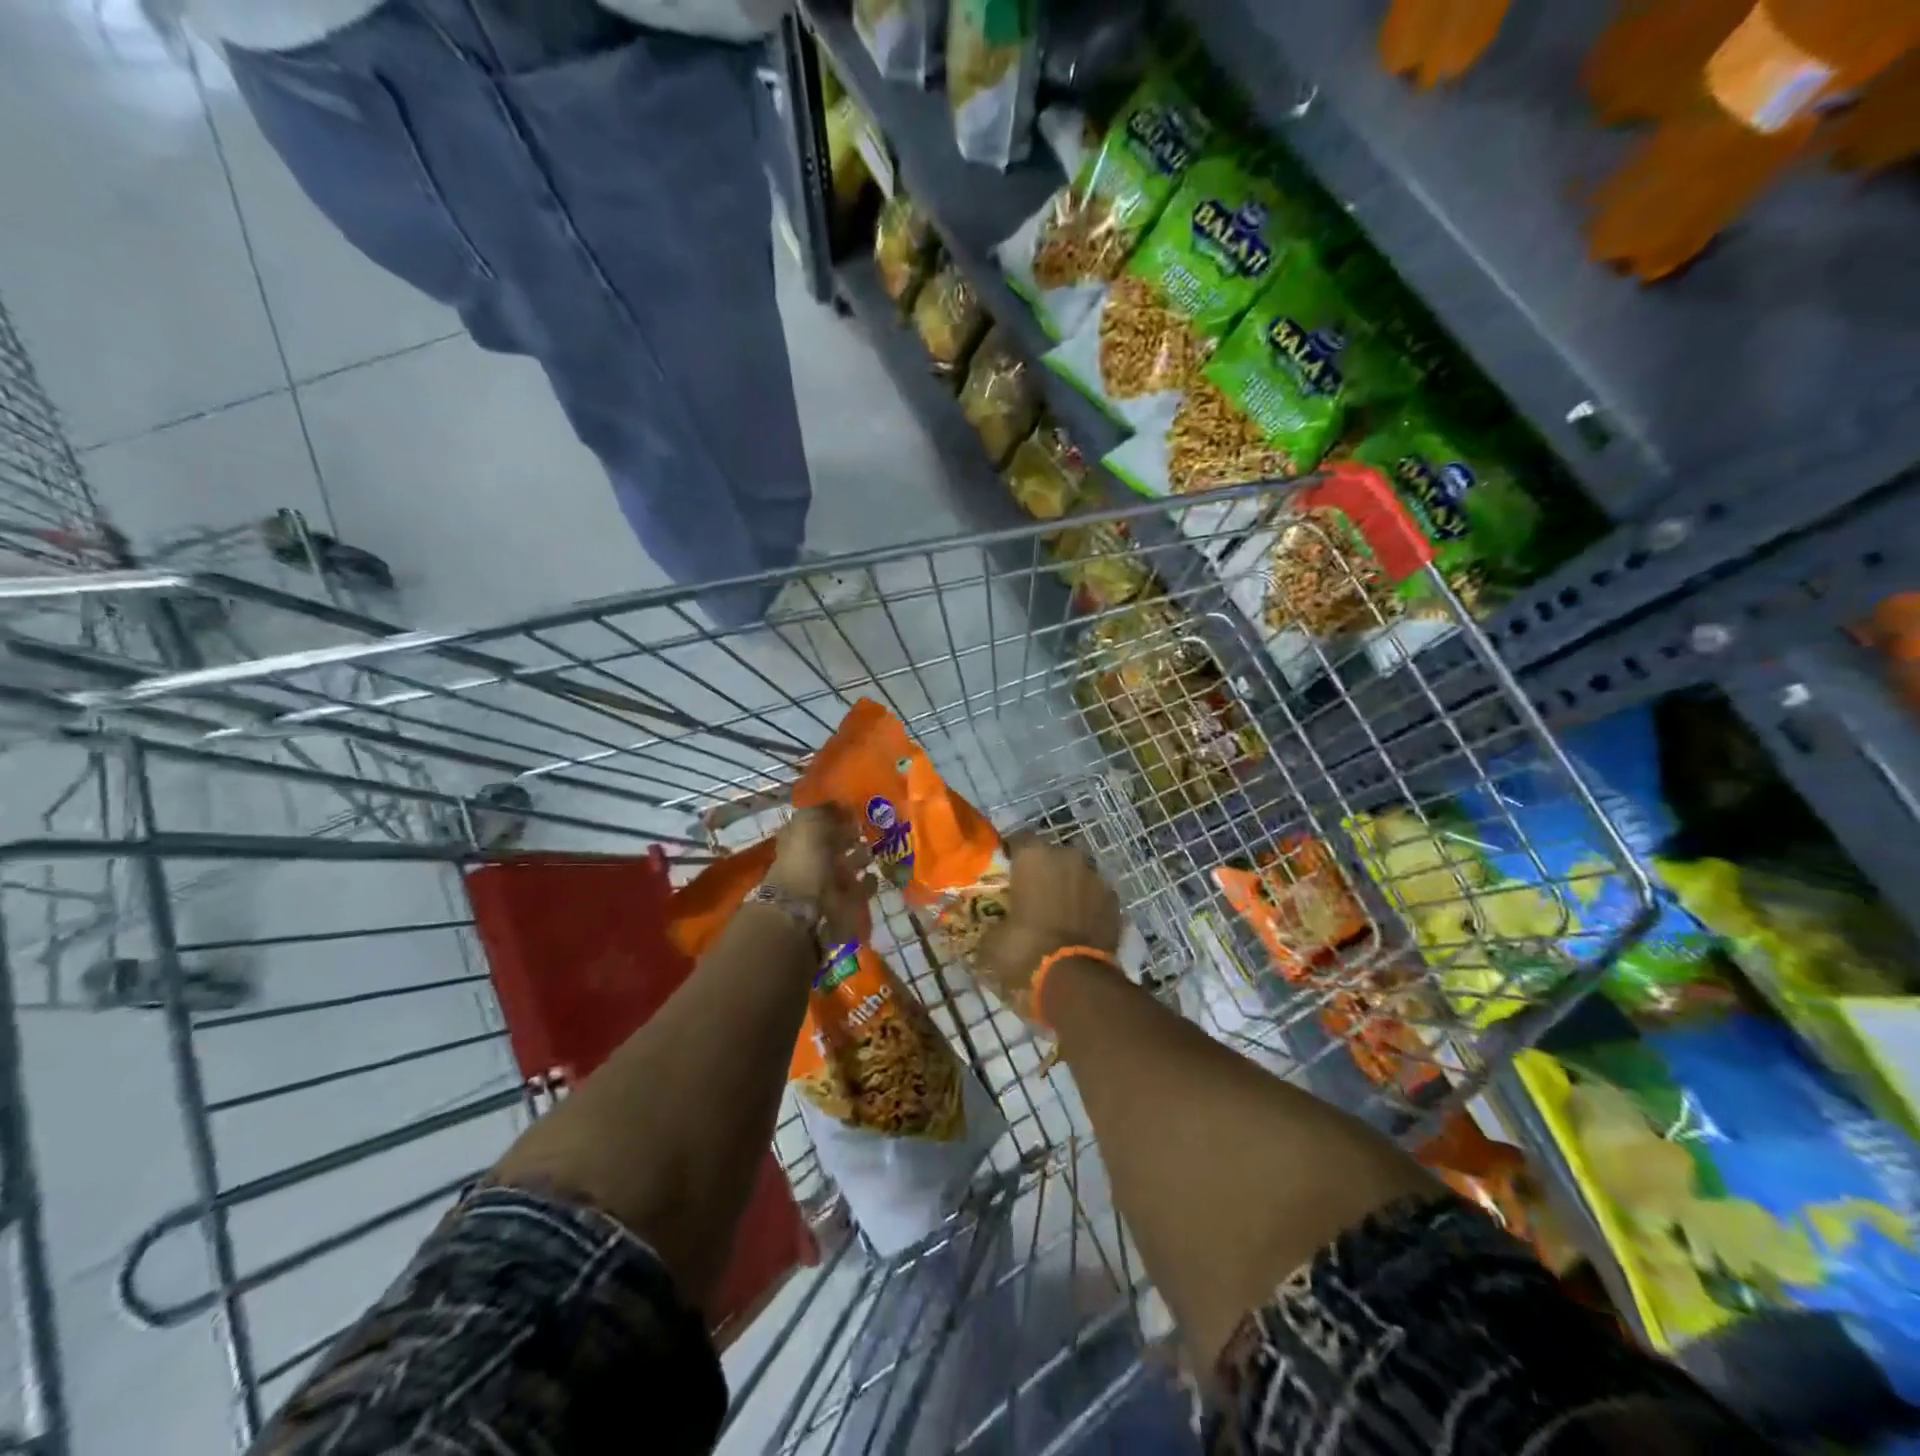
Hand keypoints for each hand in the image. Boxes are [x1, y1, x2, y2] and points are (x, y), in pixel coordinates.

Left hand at [766, 805, 871, 945]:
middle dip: (851, 835)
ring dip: (862, 857)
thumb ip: (826, 810)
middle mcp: (811, 859)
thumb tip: (842, 803)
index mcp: (798, 838)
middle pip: (834, 843)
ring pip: (848, 865)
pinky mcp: (843, 902)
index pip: (818, 821)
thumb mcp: (810, 823)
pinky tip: (875, 873)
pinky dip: (868, 881)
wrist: (807, 909)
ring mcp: (826, 882)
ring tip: (878, 847)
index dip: (835, 813)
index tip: (856, 806)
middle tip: (873, 824)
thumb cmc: (806, 860)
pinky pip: (859, 888)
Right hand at [976, 835, 1120, 1018]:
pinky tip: (1078, 925)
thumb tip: (990, 928)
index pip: (1017, 839)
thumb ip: (991, 924)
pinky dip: (1087, 905)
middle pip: (1051, 854)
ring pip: (1076, 873)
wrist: (1077, 978)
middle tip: (1031, 894)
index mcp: (1033, 855)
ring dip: (1067, 886)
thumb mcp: (992, 941)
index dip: (1011, 856)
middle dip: (1043, 870)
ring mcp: (1096, 876)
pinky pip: (1095, 895)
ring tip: (1057, 911)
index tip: (1005, 874)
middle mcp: (1067, 855)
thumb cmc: (1026, 949)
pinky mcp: (1115, 900)